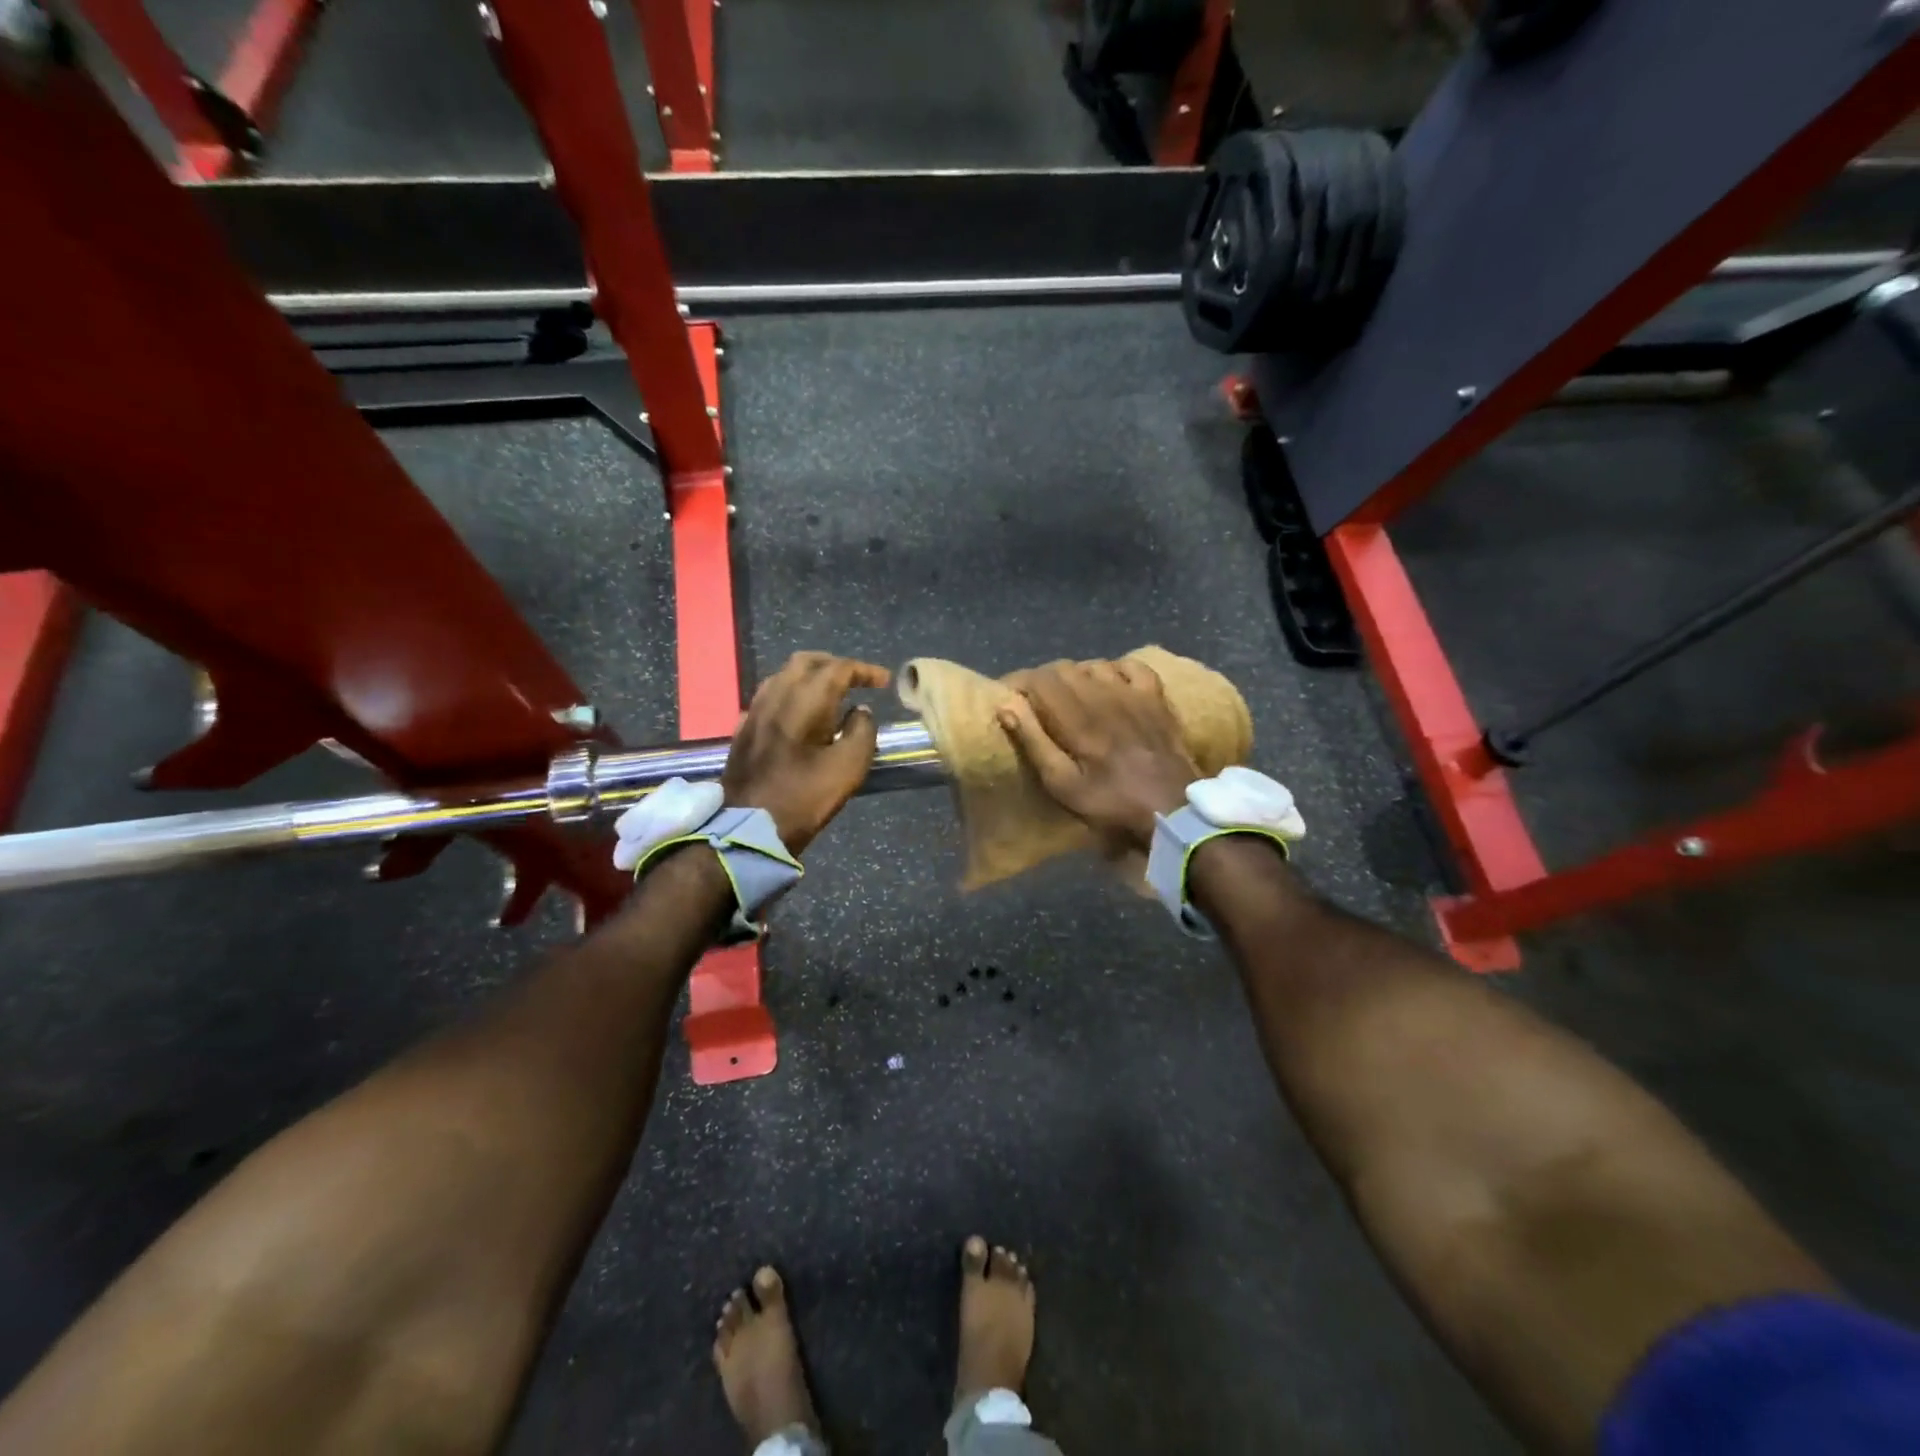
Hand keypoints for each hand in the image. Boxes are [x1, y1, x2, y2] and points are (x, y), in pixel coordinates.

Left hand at [724, 652, 890, 854]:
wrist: (747, 828)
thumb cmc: (803, 798)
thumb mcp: (848, 768)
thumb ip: (862, 732)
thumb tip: (860, 712)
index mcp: (804, 701)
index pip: (837, 669)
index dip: (864, 671)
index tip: (883, 682)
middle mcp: (775, 696)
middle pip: (806, 662)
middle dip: (834, 665)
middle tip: (856, 680)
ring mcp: (754, 712)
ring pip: (784, 677)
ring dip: (811, 677)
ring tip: (831, 695)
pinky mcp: (743, 730)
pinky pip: (770, 697)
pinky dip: (792, 695)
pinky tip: (800, 716)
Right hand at [996, 659, 1198, 854]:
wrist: (1173, 812)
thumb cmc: (1112, 805)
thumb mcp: (1063, 785)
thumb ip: (1034, 742)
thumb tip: (1007, 704)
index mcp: (1077, 718)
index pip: (1039, 679)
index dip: (1018, 682)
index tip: (1007, 697)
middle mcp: (1104, 695)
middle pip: (1064, 668)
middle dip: (1042, 681)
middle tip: (1034, 703)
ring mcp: (1134, 694)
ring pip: (1094, 664)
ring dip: (1075, 676)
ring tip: (1068, 697)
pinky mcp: (1156, 699)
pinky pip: (1131, 666)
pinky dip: (1113, 669)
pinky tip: (1108, 685)